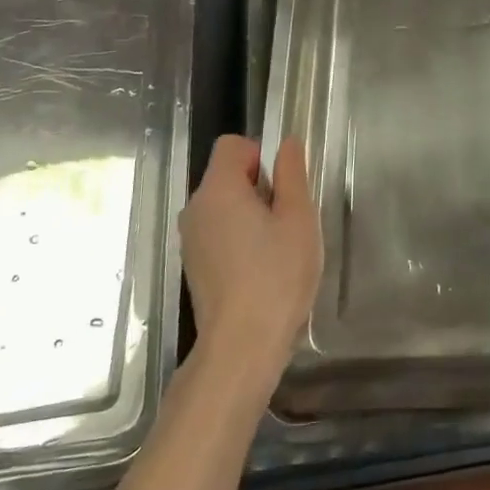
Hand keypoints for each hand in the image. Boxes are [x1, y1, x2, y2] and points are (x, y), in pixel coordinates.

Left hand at [179, 135, 322, 405]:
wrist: (241, 346)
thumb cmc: (276, 276)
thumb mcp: (298, 218)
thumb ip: (292, 174)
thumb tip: (287, 143)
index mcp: (217, 189)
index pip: (232, 145)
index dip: (261, 155)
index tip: (283, 188)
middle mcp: (195, 208)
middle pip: (227, 174)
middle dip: (260, 187)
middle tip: (287, 221)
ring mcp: (191, 239)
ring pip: (224, 205)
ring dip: (251, 214)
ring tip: (277, 247)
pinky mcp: (194, 264)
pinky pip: (218, 231)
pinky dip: (239, 237)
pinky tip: (260, 268)